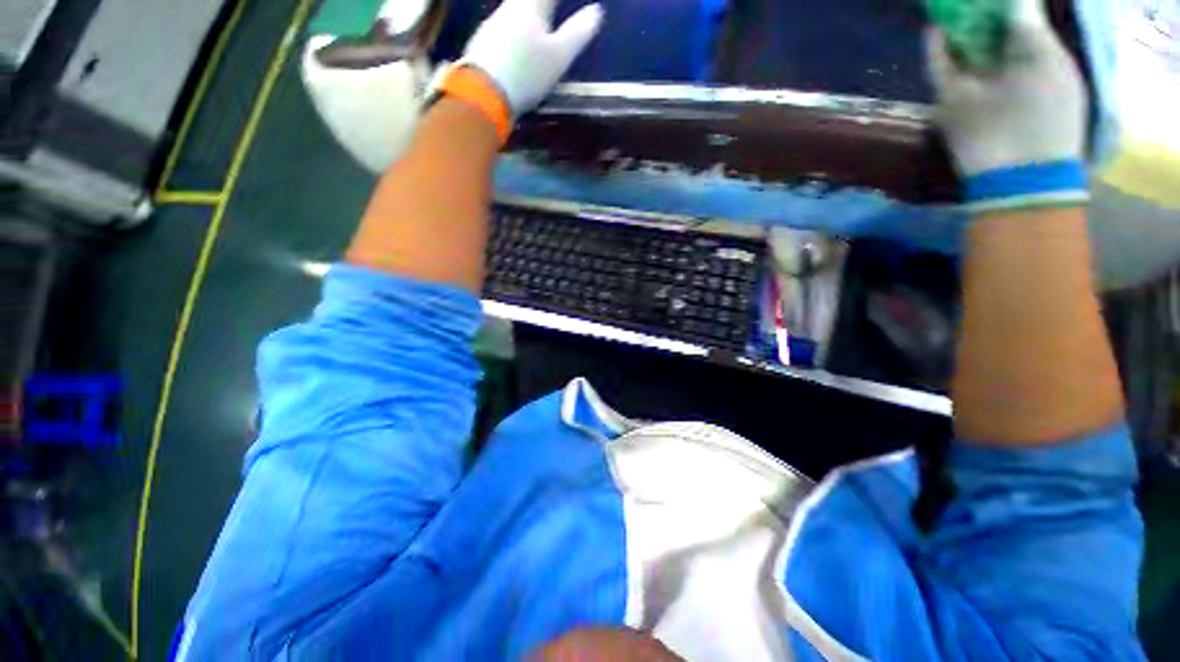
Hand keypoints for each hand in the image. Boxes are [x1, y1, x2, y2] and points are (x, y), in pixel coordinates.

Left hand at [459, 0, 603, 115]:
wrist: (484, 93)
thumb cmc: (527, 74)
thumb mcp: (559, 57)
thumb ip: (578, 33)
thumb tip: (597, 11)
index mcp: (532, 5)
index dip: (561, 1)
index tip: (572, 6)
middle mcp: (510, 6)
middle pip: (529, 1)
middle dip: (545, 7)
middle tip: (553, 12)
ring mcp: (493, 23)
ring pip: (514, 10)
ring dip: (528, 13)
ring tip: (539, 23)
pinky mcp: (482, 41)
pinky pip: (503, 26)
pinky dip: (514, 28)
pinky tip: (516, 41)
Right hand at [926, 0, 1086, 176]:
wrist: (1017, 172)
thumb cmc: (1046, 114)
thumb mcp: (1048, 62)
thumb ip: (1030, 27)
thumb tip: (1019, 0)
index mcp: (1037, 56)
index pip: (1021, 18)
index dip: (1008, 5)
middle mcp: (1007, 67)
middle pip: (991, 30)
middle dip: (983, 11)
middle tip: (974, 1)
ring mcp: (977, 85)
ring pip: (965, 46)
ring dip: (959, 26)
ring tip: (952, 6)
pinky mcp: (952, 100)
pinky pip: (942, 68)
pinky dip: (937, 50)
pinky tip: (934, 28)